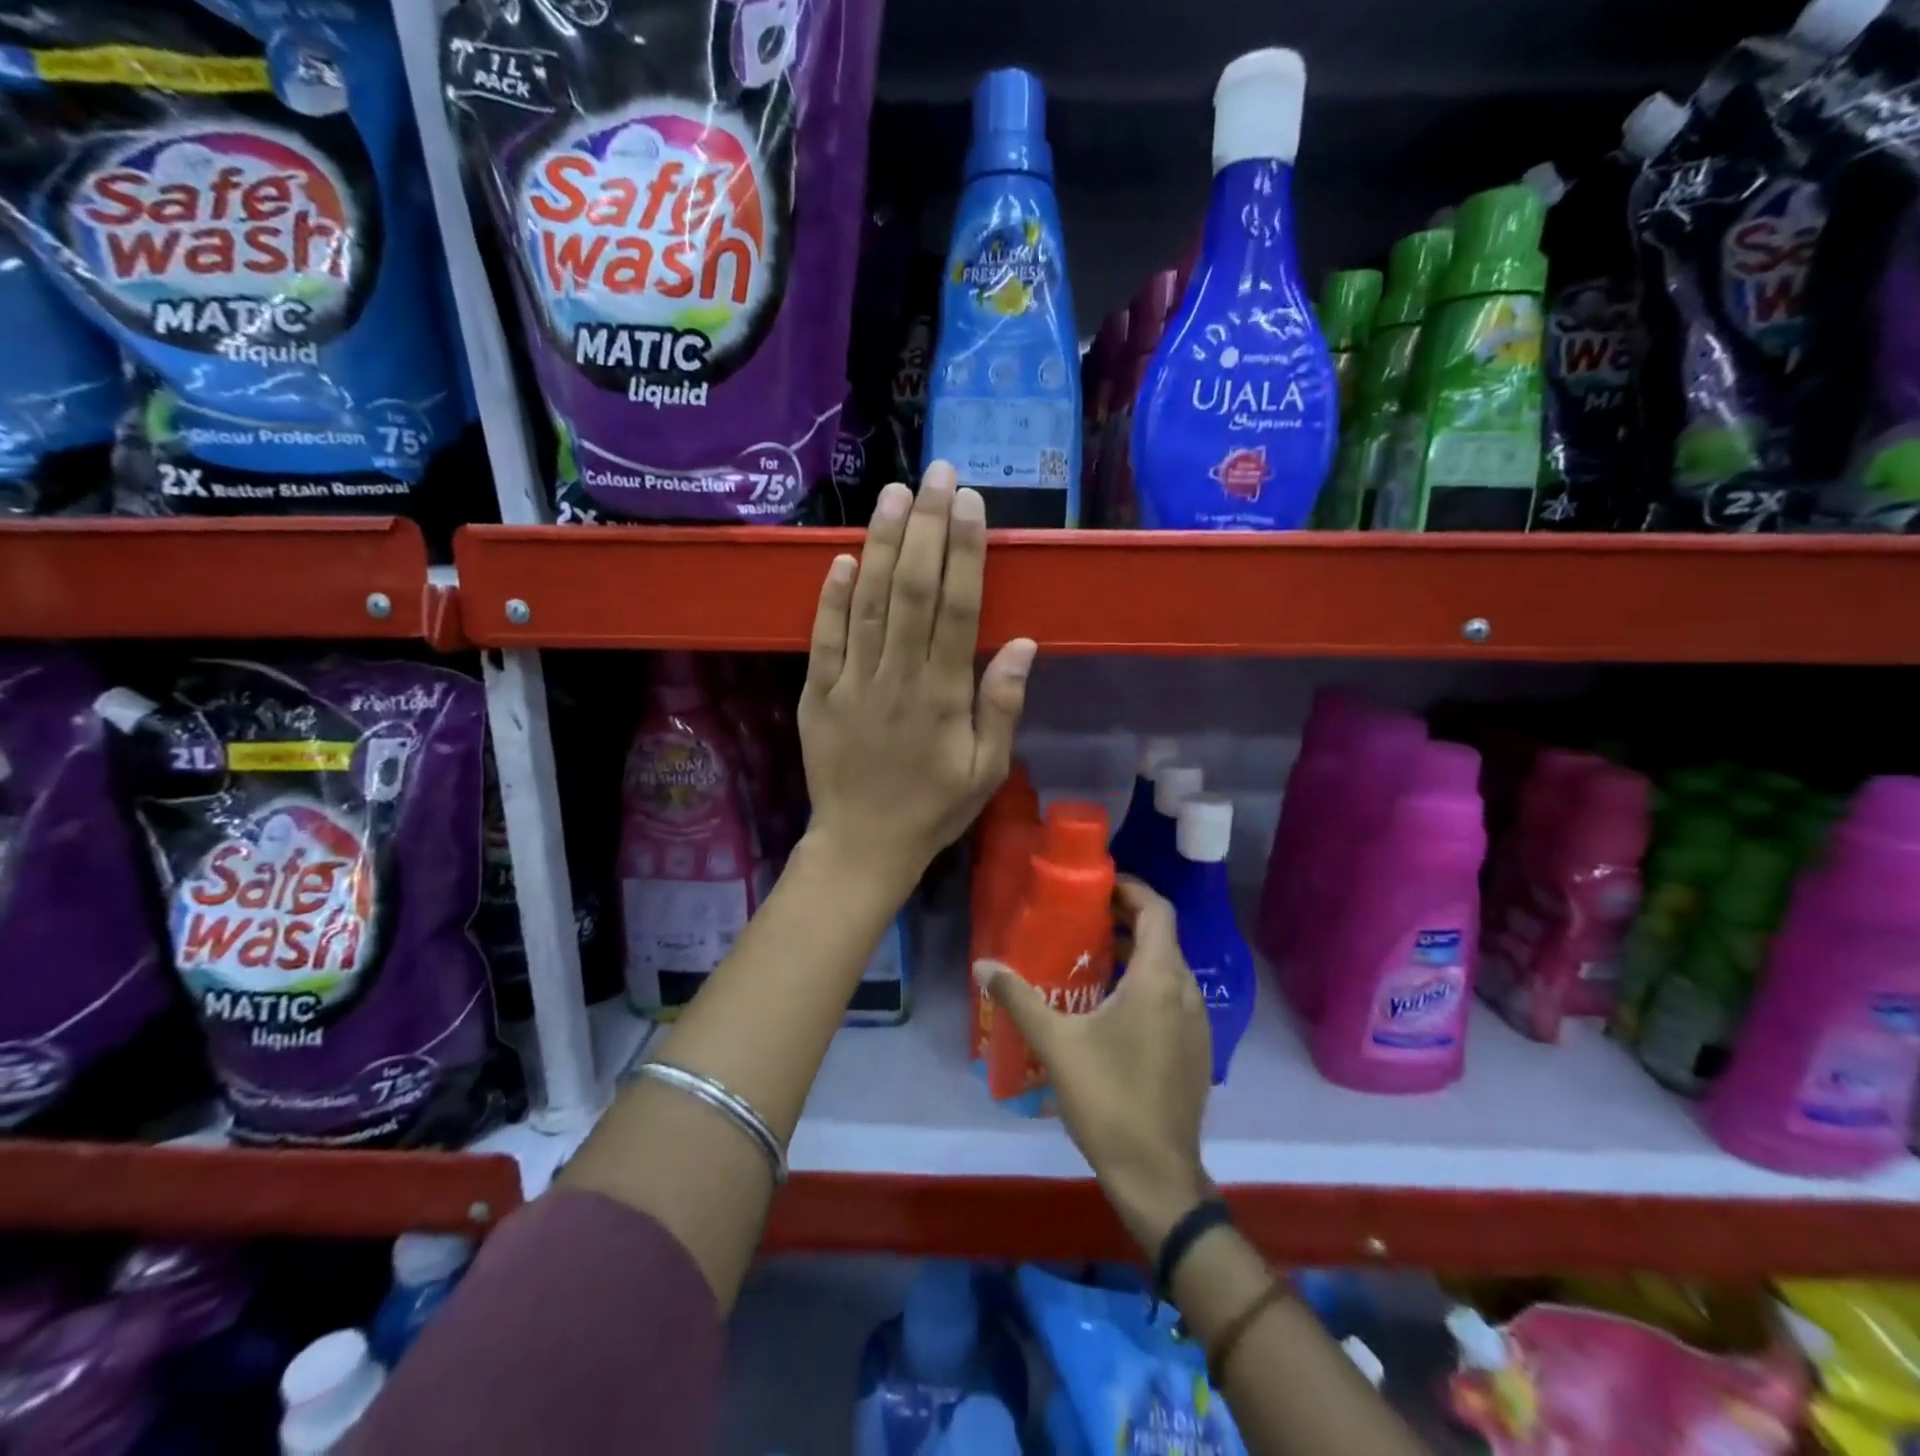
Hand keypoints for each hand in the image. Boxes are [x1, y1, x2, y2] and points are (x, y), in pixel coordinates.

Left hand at [799, 463, 1036, 900]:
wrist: (862, 845)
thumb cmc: (933, 808)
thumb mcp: (985, 769)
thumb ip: (1001, 706)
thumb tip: (1020, 643)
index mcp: (942, 695)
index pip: (955, 608)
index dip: (963, 552)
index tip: (969, 503)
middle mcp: (896, 677)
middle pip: (910, 590)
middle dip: (925, 527)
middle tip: (935, 474)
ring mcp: (851, 683)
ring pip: (866, 602)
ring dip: (879, 544)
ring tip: (892, 494)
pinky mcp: (817, 693)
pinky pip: (823, 638)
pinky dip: (830, 596)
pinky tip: (840, 557)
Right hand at [974, 878, 1213, 1254]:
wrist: (1156, 1174)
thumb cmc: (1107, 1098)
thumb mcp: (1056, 1043)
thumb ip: (1019, 998)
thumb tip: (982, 965)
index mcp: (1159, 980)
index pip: (1157, 910)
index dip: (1131, 889)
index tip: (1098, 885)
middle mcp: (1186, 992)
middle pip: (1163, 936)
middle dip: (1128, 919)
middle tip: (1086, 918)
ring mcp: (1197, 1023)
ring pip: (1169, 968)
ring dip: (1137, 953)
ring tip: (1094, 958)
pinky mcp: (1196, 1050)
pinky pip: (1173, 997)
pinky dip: (1147, 984)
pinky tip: (1113, 1007)